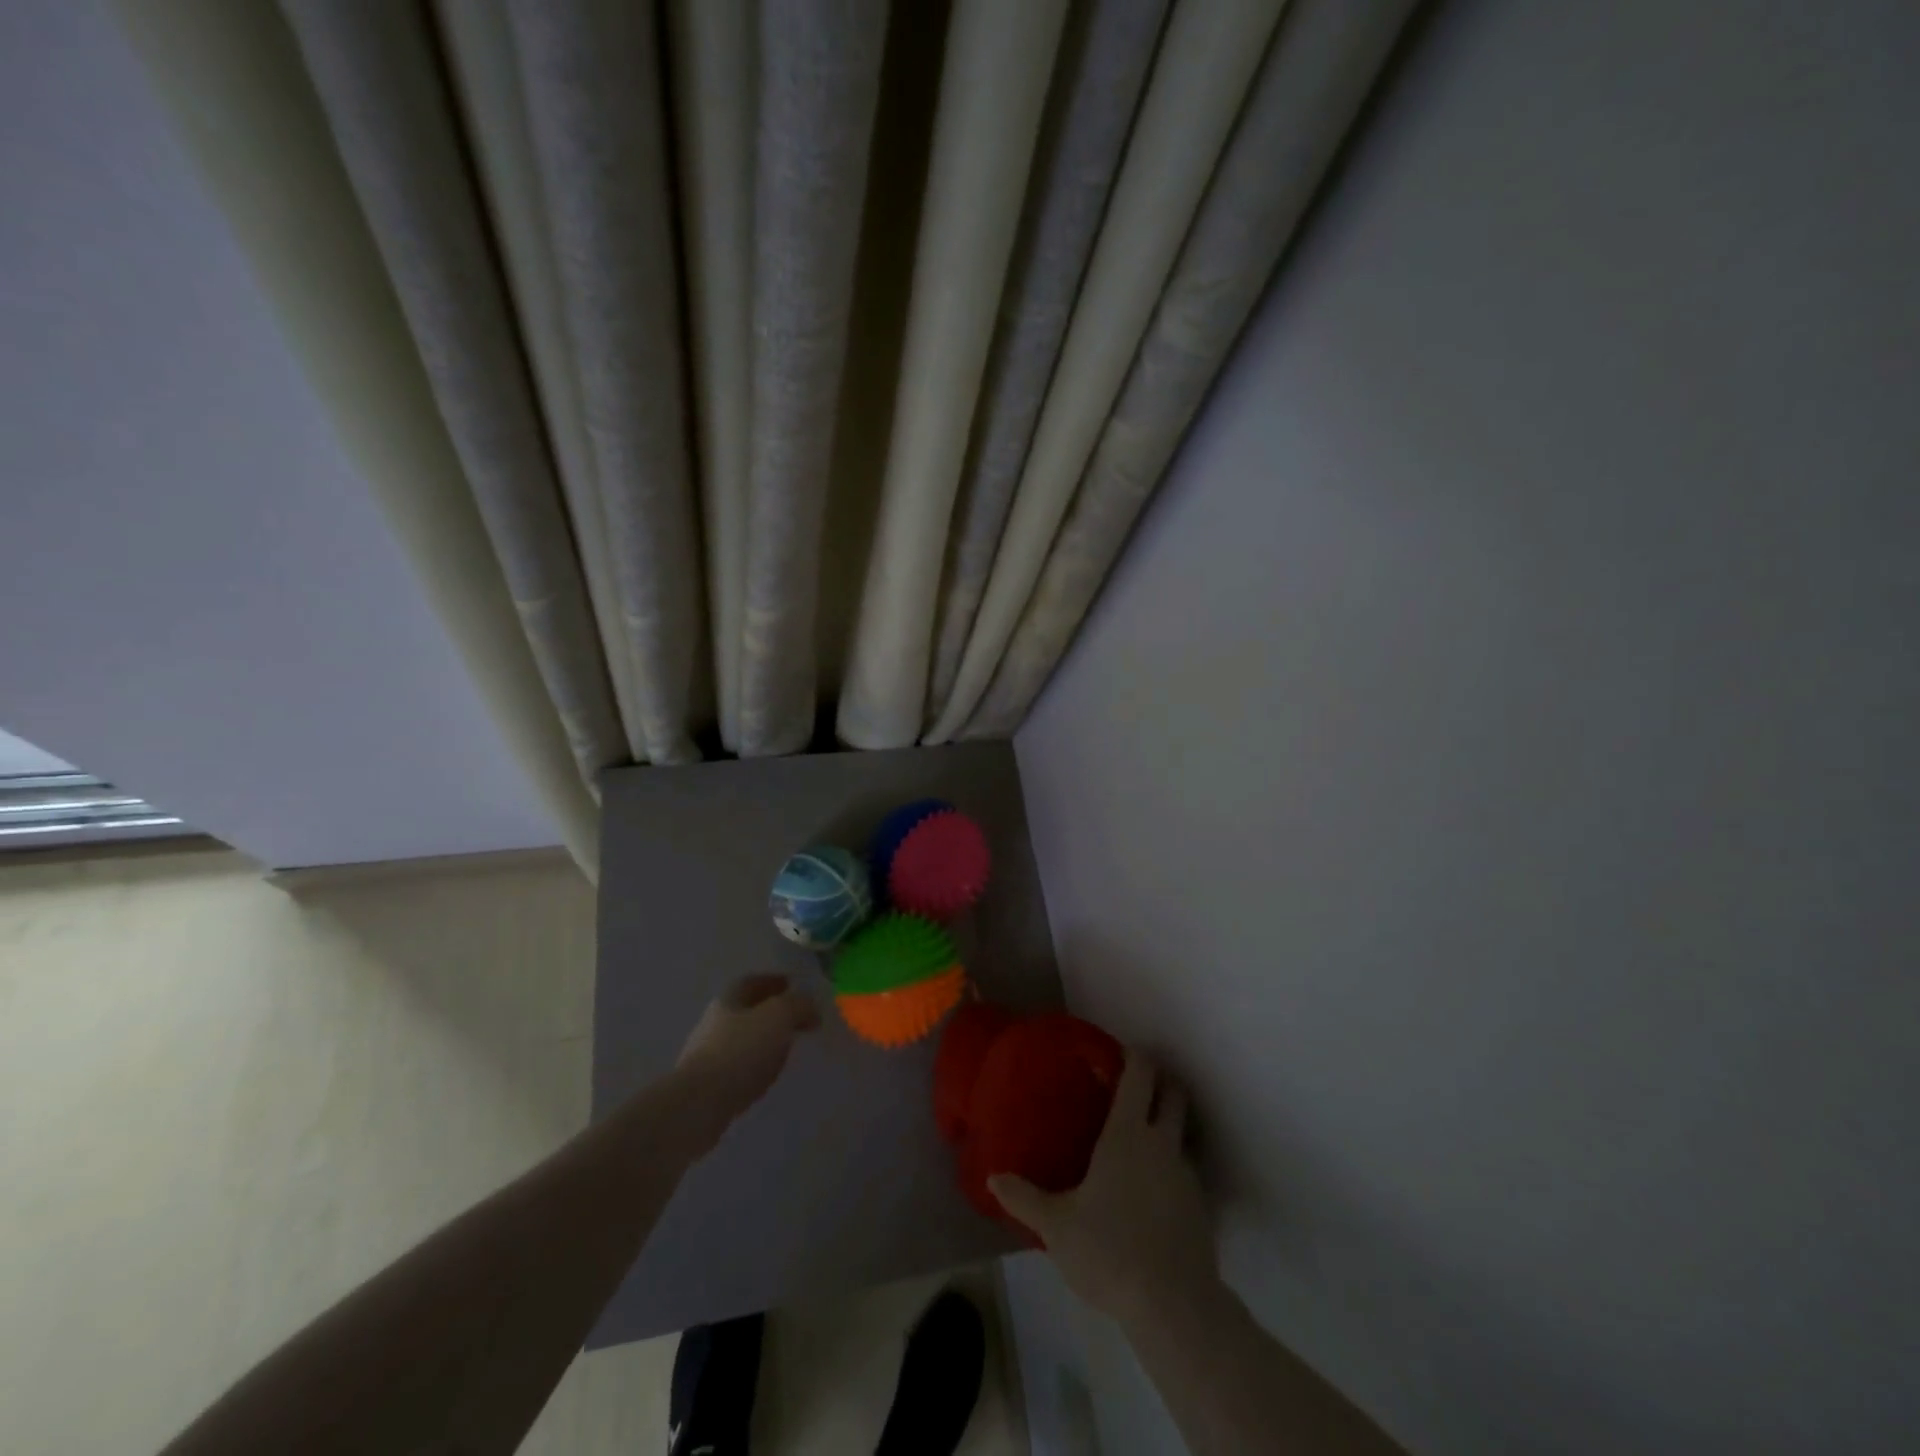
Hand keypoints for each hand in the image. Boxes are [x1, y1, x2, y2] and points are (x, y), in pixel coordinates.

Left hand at [675, 975, 819, 1135]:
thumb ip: (798, 1004)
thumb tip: (810, 1005)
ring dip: (764, 1040)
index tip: (795, 985)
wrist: (698, 1105)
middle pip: (746, 1009)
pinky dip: (755, 1066)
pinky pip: (738, 1067)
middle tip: (796, 1019)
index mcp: (729, 999)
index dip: (774, 981)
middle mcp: (714, 1022)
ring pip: (743, 1039)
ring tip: (786, 1049)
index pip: (753, 981)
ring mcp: (707, 1054)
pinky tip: (766, 1076)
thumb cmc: (740, 1051)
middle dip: (771, 1011)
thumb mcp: (778, 1016)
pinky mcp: (707, 1085)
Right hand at [990, 1050, 1216, 1326]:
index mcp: (1127, 1134)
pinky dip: (1170, 1169)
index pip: (1140, 1074)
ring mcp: (1186, 1175)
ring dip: (1167, 1126)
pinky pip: (1184, 1172)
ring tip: (1139, 1143)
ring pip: (1182, 1133)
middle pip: (1173, 1093)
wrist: (1173, 1306)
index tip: (1118, 1052)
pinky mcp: (1200, 1207)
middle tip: (1135, 1085)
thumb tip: (993, 1178)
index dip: (1134, 1056)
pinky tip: (1150, 1193)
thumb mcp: (1056, 1226)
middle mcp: (1161, 1143)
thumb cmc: (1109, 1250)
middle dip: (1160, 1081)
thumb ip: (1024, 1198)